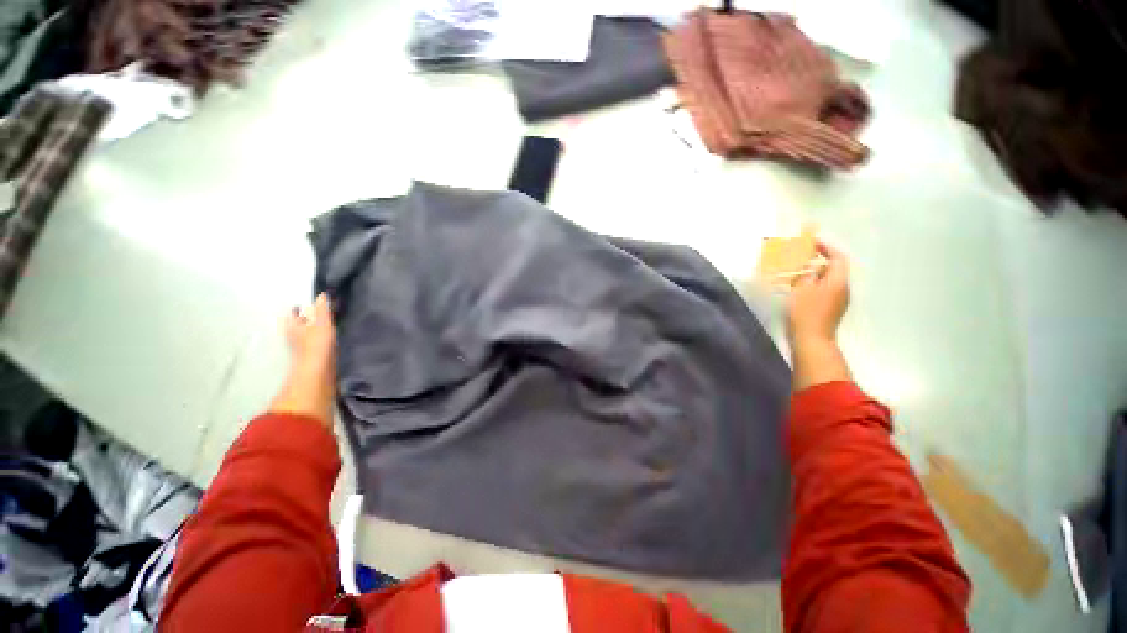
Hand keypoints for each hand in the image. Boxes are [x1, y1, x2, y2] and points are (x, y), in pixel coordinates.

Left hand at [270, 293, 336, 425]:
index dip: (296, 308)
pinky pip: (317, 346)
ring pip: (307, 336)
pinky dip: (321, 342)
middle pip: (298, 326)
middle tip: (316, 312)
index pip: (292, 314)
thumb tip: (322, 294)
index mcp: (294, 328)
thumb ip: (322, 310)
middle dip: (305, 319)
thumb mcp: (321, 325)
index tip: (303, 302)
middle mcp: (296, 338)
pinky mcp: (315, 361)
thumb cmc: (315, 348)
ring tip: (326, 325)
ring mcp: (305, 351)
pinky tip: (330, 342)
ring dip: (314, 331)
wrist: (316, 379)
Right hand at [787, 242, 849, 347]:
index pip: (838, 258)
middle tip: (801, 259)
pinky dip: (815, 285)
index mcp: (838, 281)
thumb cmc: (805, 312)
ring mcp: (839, 300)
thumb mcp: (802, 290)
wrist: (812, 340)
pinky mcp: (831, 309)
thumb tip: (812, 269)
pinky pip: (825, 290)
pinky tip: (801, 289)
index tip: (813, 243)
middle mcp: (843, 289)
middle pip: (835, 269)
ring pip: (830, 280)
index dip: (827, 248)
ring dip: (816, 274)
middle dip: (819, 261)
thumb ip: (808, 275)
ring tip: (798, 273)